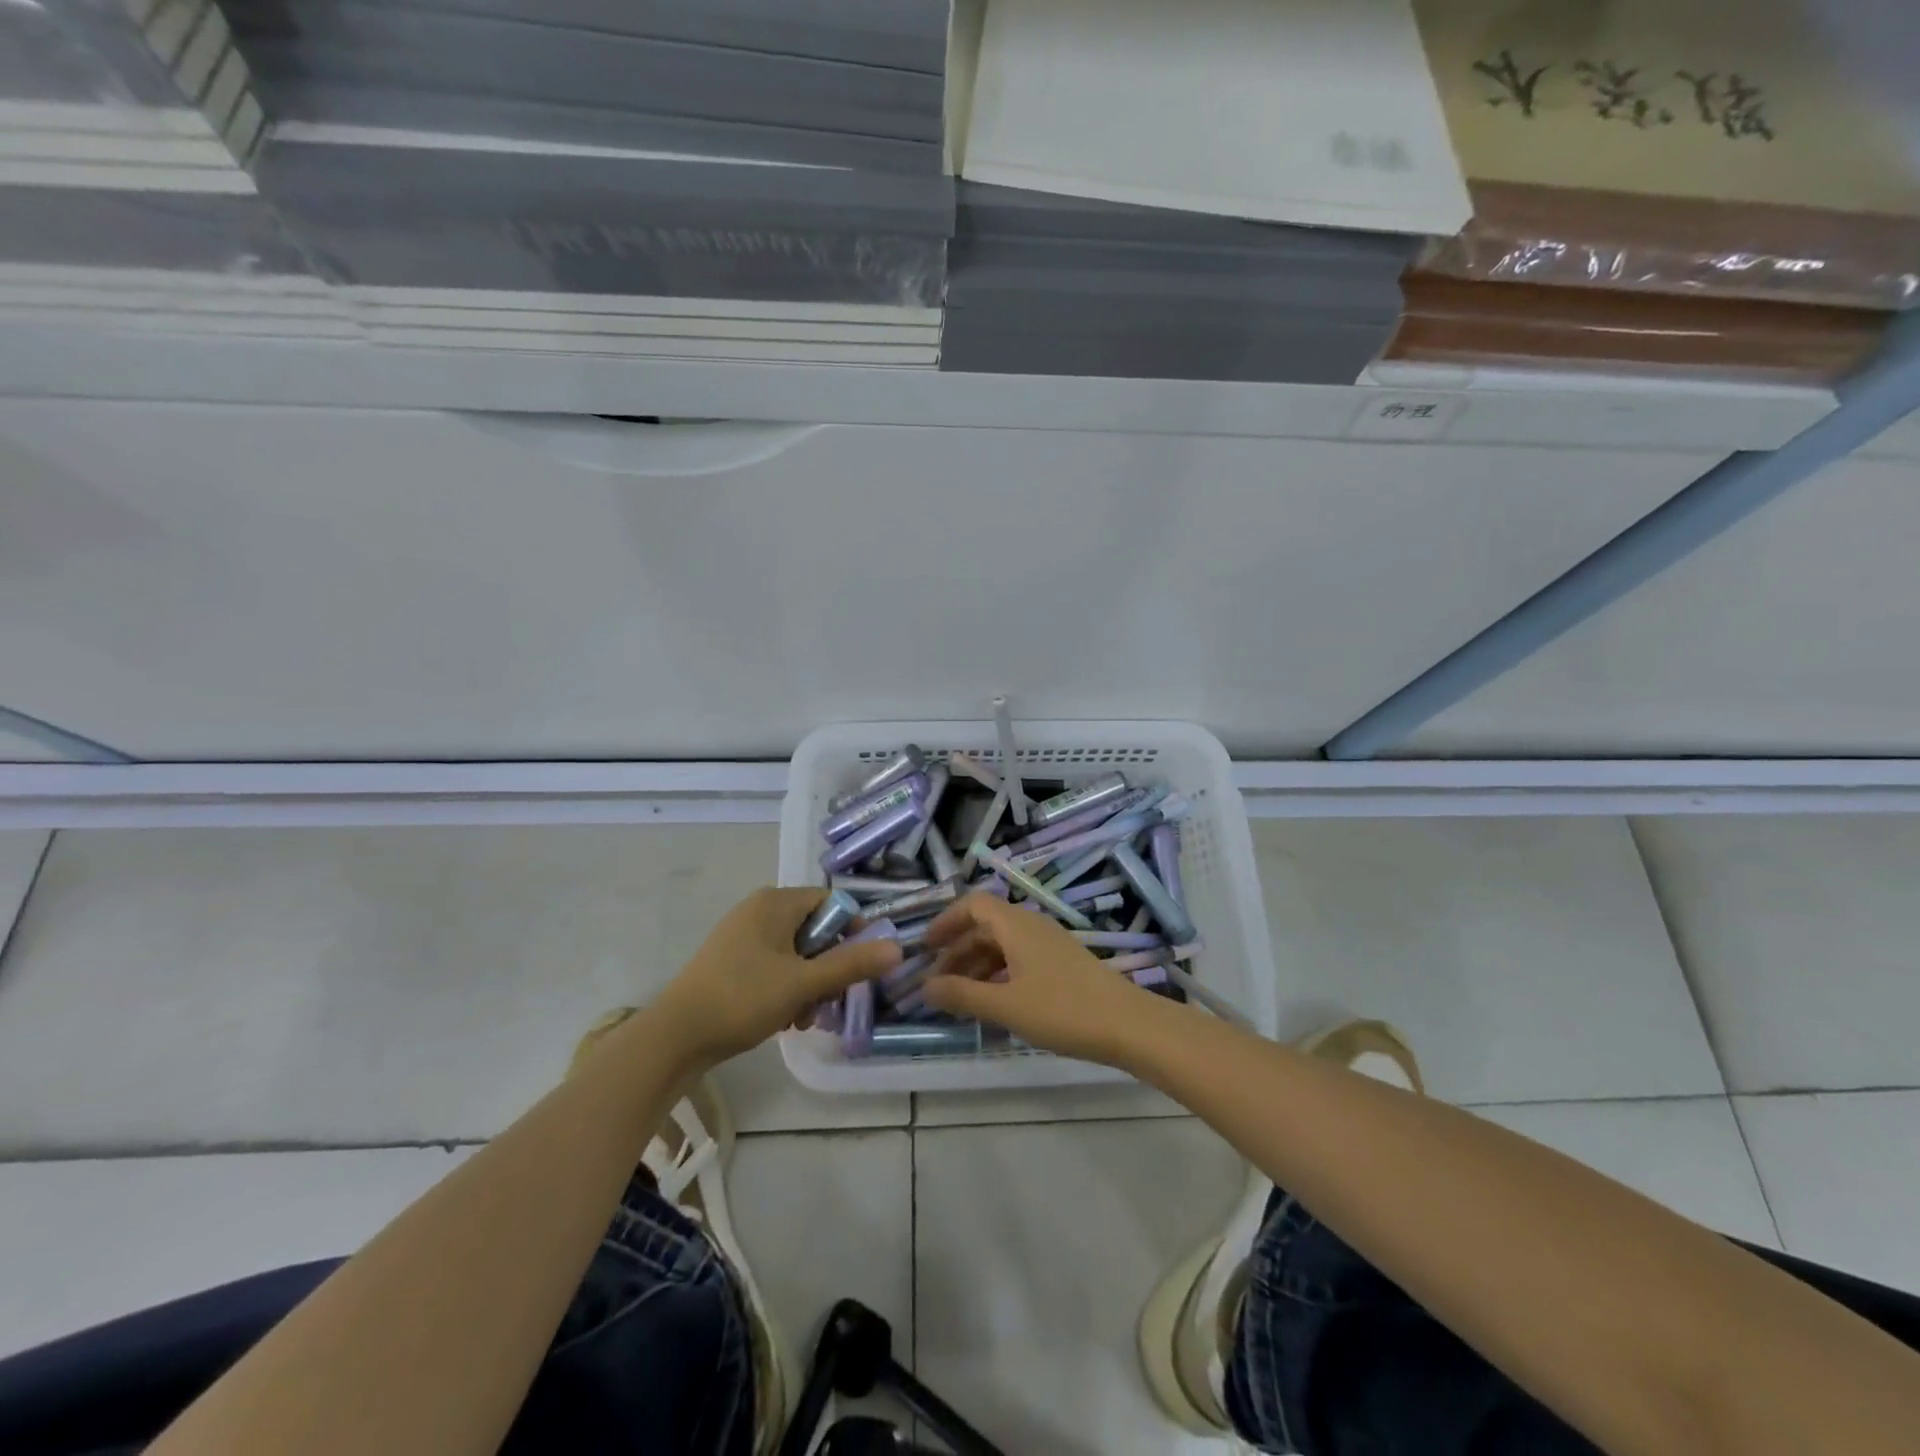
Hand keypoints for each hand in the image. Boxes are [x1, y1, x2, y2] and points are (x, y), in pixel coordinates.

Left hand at [654, 887, 901, 1067]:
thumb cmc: (743, 998)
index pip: (832, 903)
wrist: (675, 1036)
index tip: (856, 968)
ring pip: (797, 953)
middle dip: (828, 968)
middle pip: (815, 930)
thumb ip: (851, 964)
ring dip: (810, 984)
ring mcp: (743, 935)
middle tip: (828, 1001)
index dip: (852, 933)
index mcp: (775, 902)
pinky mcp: (732, 961)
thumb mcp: (803, 983)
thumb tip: (897, 949)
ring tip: (804, 1018)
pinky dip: (787, 988)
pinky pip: (775, 965)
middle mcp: (759, 910)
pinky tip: (785, 1020)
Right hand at [920, 892, 1172, 1064]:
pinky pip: (1019, 960)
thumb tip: (923, 987)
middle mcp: (1031, 926)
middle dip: (957, 951)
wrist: (1129, 1025)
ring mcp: (1049, 945)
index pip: (973, 904)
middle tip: (936, 983)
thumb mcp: (1006, 1005)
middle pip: (985, 926)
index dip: (946, 921)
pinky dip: (998, 975)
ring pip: (1002, 945)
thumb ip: (962, 995)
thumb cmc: (1062, 1010)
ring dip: (976, 966)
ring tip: (959, 999)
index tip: (925, 948)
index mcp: (1016, 925)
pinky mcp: (1061, 965)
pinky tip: (993, 1005)